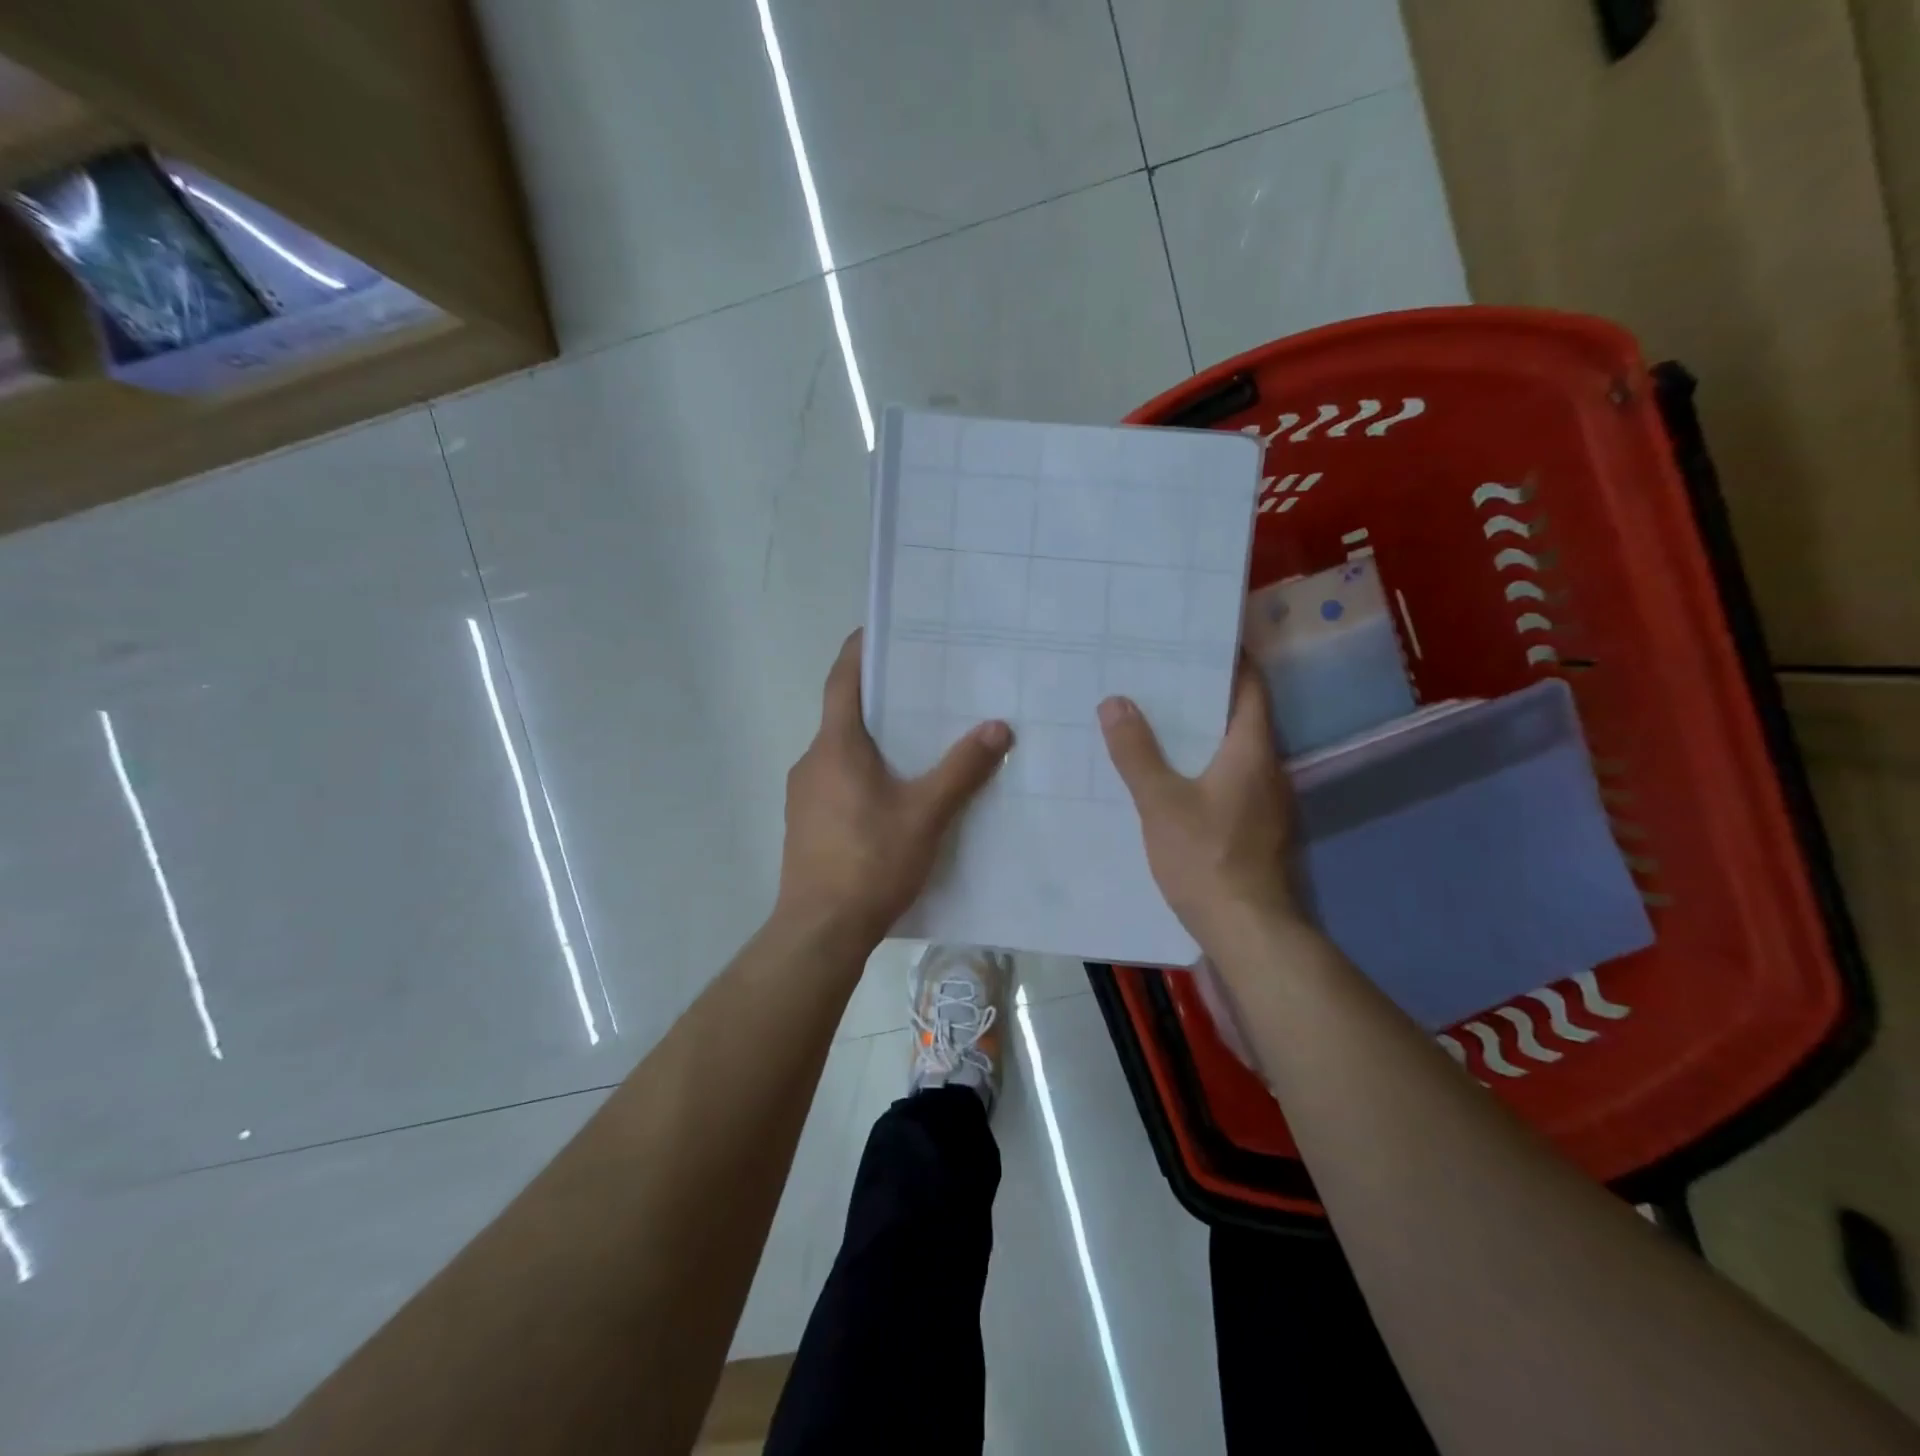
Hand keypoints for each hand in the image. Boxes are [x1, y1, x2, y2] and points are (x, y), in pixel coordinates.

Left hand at [775, 631, 1011, 946]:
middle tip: (926, 689)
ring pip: (842, 751)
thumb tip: (997, 726)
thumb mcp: (925, 814)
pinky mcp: (806, 824)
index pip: (843, 680)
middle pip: (845, 714)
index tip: (883, 628)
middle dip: (882, 699)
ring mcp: (803, 795)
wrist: (820, 931)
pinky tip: (896, 795)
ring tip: (920, 742)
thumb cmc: (870, 862)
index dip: (860, 650)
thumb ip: (961, 769)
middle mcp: (812, 761)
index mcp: (836, 746)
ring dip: (875, 740)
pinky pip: (838, 781)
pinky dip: (864, 772)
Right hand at [1098, 664, 1303, 953]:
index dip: (1232, 660)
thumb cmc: (1206, 858)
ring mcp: (1266, 803)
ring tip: (1157, 720)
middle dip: (1206, 695)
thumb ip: (1136, 752)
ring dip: (1203, 734)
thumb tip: (1115, 701)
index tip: (1198, 641)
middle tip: (1161, 678)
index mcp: (1252, 751)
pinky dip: (1204, 767)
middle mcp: (1268, 770)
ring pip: (1234, 752)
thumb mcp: (1161, 802)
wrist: (1247, 931)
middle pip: (1242, 717)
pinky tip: (1170, 776)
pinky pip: (1230, 781)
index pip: (1251, 688)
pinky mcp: (1256, 829)